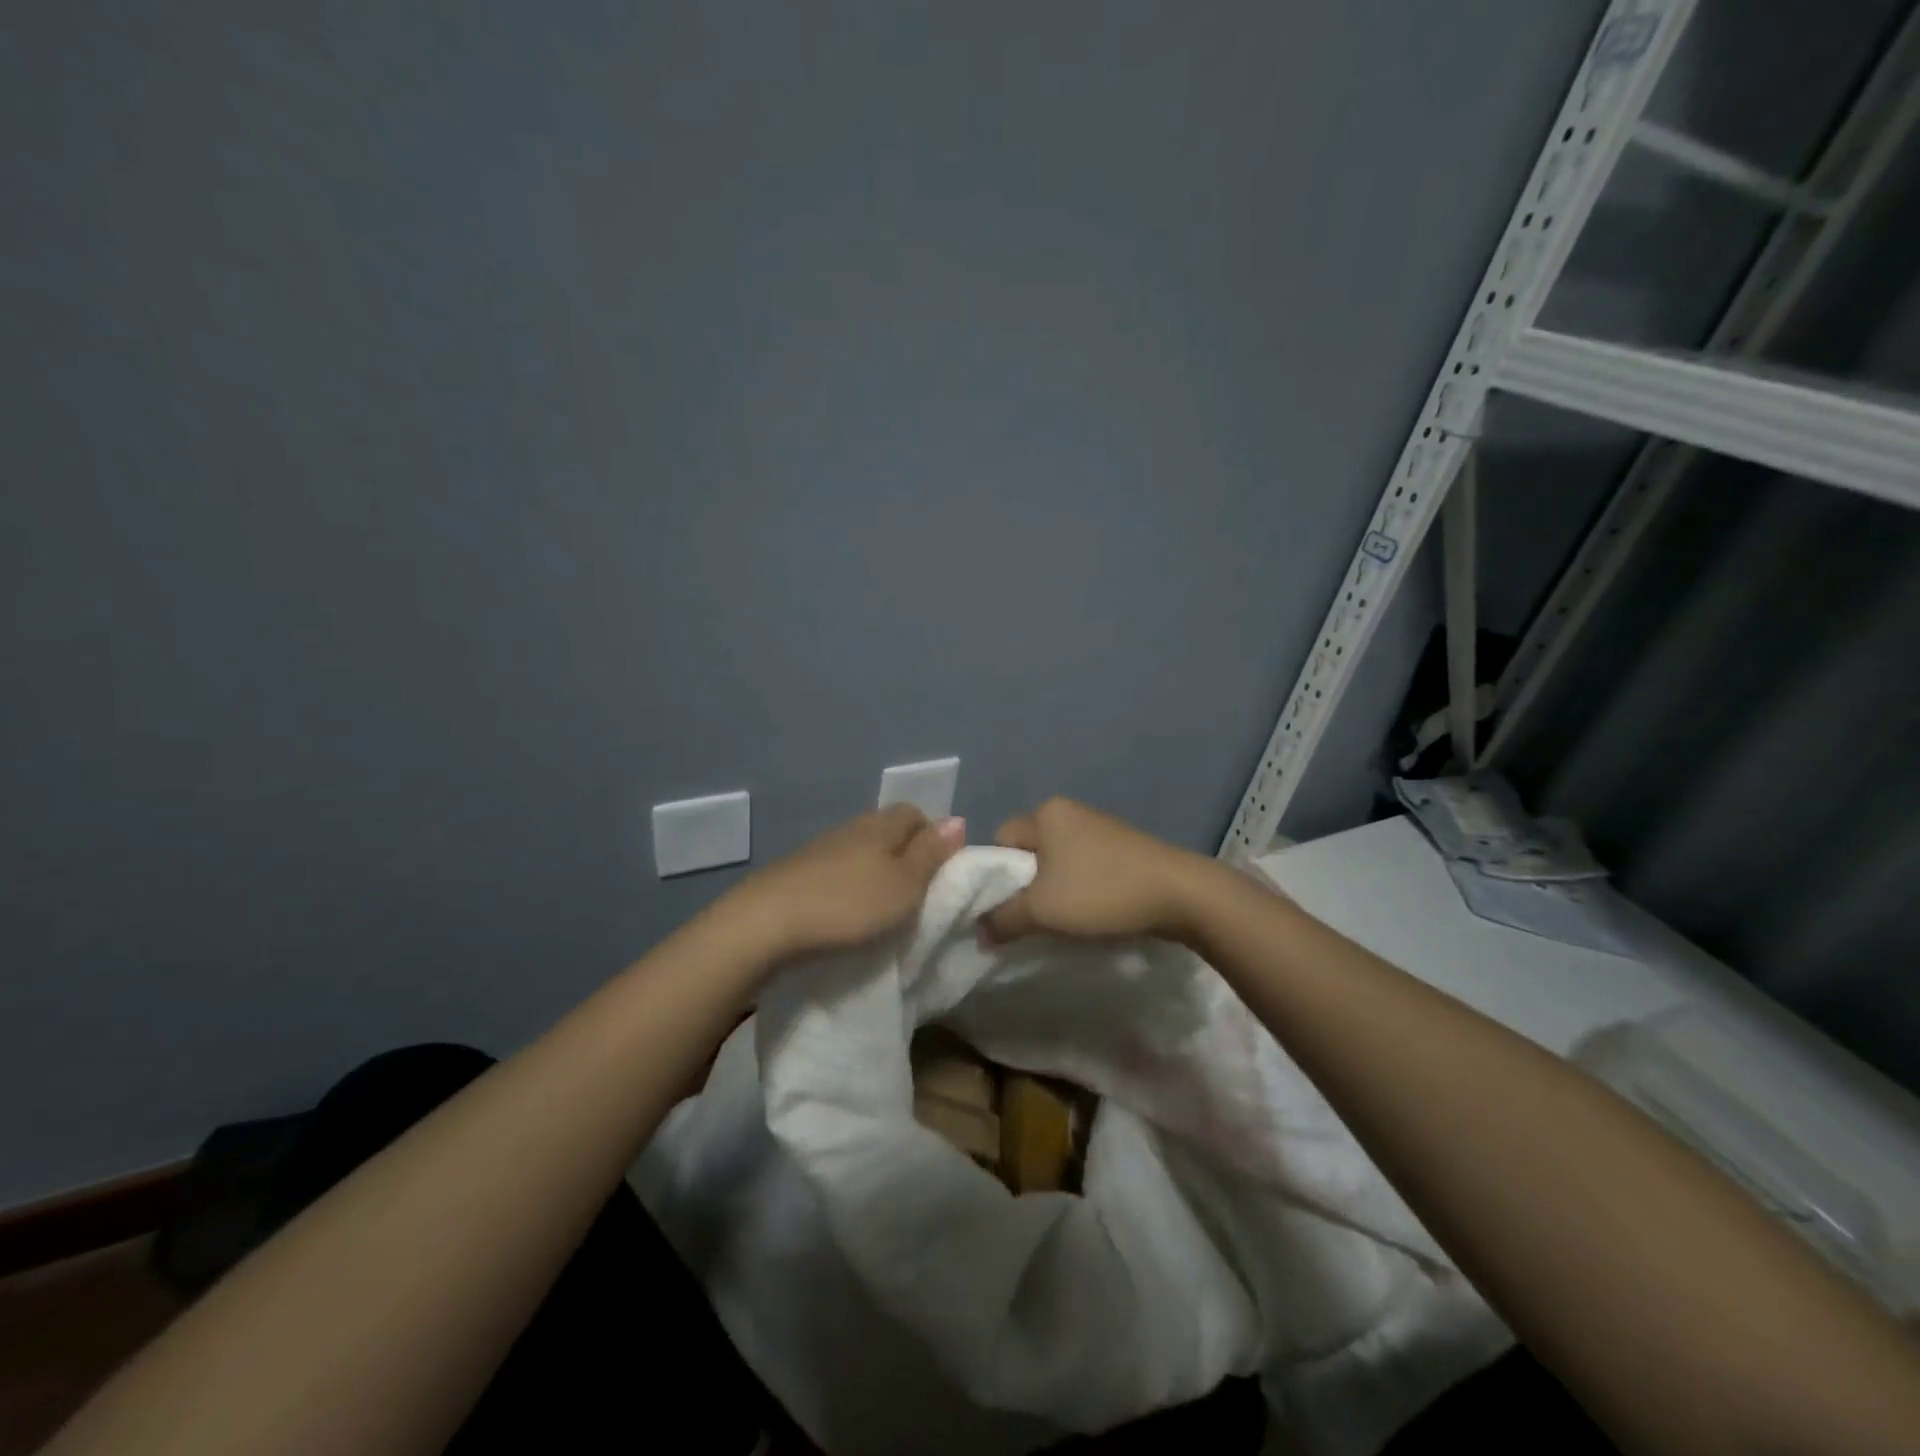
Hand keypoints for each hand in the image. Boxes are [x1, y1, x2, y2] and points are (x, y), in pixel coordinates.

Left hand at [725, 804, 963, 962]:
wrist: (766, 923)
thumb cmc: (848, 905)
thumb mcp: (905, 885)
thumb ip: (931, 853)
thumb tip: (957, 819)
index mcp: (881, 825)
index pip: (915, 813)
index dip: (932, 837)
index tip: (937, 874)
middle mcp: (851, 827)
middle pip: (887, 830)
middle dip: (904, 855)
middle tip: (913, 894)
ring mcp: (819, 847)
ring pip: (860, 850)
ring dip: (874, 871)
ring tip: (880, 907)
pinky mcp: (796, 871)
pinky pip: (835, 869)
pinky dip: (847, 885)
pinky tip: (844, 911)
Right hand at [981, 798, 1208, 944]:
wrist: (1180, 894)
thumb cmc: (1101, 892)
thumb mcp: (1042, 910)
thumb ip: (1003, 920)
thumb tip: (980, 933)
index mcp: (1045, 813)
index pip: (999, 840)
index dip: (994, 876)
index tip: (1004, 908)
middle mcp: (1068, 811)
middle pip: (1027, 850)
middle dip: (1023, 885)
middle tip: (1030, 917)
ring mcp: (1098, 826)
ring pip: (1055, 860)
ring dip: (1051, 890)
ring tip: (1061, 920)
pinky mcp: (1121, 845)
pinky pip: (1081, 865)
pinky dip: (1077, 887)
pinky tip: (1089, 911)